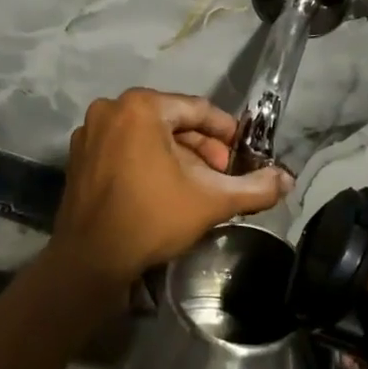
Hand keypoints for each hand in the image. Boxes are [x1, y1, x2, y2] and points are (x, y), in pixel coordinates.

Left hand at [48, 89, 292, 289]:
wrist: (90, 261)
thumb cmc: (152, 219)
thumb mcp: (211, 201)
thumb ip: (254, 187)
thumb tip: (288, 180)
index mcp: (141, 107)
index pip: (197, 110)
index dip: (226, 132)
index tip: (243, 153)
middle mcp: (111, 109)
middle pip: (171, 121)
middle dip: (201, 147)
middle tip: (221, 174)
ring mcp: (89, 132)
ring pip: (147, 135)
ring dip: (176, 155)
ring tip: (197, 184)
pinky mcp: (79, 156)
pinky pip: (124, 147)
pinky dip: (147, 161)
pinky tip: (164, 188)